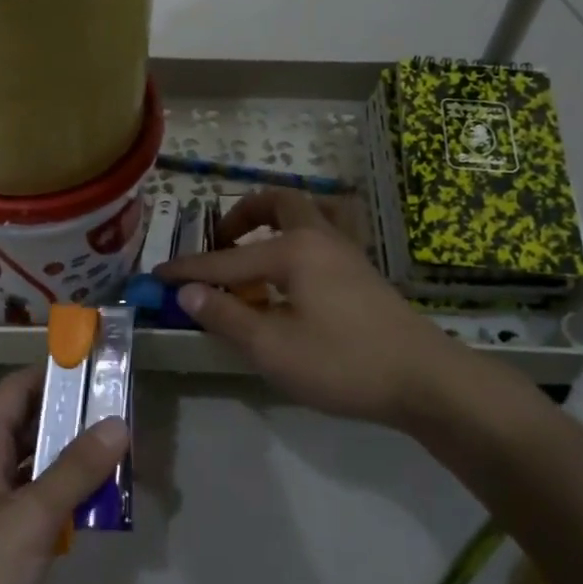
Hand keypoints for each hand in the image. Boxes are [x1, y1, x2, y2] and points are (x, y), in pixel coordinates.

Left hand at [0, 366, 128, 583]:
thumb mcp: (29, 520)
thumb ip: (75, 470)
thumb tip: (117, 422)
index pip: (20, 388)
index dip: (59, 372)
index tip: (105, 365)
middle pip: (31, 425)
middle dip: (77, 418)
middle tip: (130, 411)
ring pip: (37, 468)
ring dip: (76, 462)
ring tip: (128, 453)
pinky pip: (36, 508)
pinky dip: (67, 502)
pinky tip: (103, 508)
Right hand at [159, 188, 461, 424]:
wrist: (426, 380)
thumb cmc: (344, 363)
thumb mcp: (274, 348)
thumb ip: (227, 316)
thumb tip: (187, 292)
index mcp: (294, 251)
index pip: (227, 260)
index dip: (189, 270)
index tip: (156, 274)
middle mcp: (320, 238)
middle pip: (279, 202)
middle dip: (242, 215)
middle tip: (221, 243)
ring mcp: (347, 252)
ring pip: (307, 213)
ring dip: (274, 221)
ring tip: (255, 249)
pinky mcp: (363, 273)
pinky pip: (324, 234)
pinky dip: (298, 239)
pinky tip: (294, 275)